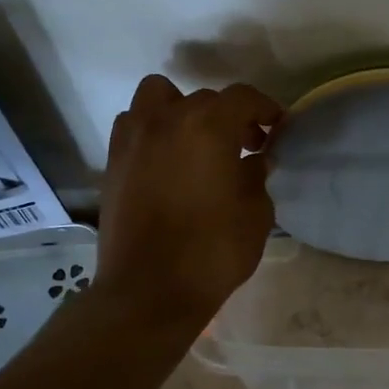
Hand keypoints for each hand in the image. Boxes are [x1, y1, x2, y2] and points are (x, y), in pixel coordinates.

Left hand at [98, 75, 283, 325]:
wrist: (148, 291)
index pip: (243, 98)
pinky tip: (167, 161)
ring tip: (196, 142)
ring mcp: (134, 138)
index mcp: (208, 125)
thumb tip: (254, 160)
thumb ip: (257, 177)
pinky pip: (135, 126)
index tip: (276, 129)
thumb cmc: (211, 252)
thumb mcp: (255, 215)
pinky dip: (153, 131)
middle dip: (228, 117)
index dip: (265, 109)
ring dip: (181, 110)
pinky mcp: (113, 161)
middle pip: (204, 98)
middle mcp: (167, 119)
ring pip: (158, 97)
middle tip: (245, 146)